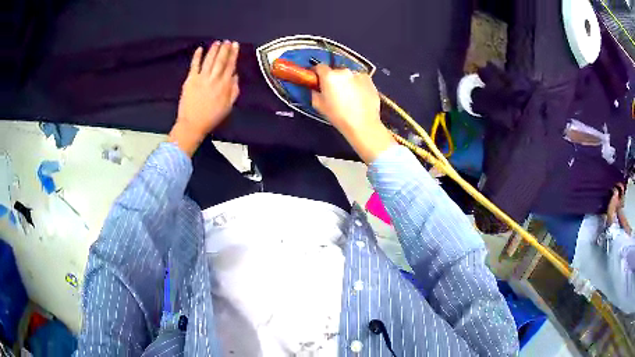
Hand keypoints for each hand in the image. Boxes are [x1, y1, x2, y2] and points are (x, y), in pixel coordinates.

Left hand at [169, 41, 239, 155]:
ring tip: (217, 43)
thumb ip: (234, 90)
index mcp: (224, 85)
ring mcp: (201, 78)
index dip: (233, 54)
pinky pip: (194, 65)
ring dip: (213, 50)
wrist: (193, 124)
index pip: (230, 65)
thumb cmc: (212, 117)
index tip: (235, 45)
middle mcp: (214, 79)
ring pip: (209, 60)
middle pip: (220, 60)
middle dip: (225, 49)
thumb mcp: (228, 106)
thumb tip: (235, 76)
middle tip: (227, 41)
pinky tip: (199, 49)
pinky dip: (197, 56)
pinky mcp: (190, 80)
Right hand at [311, 65, 394, 162]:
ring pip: (348, 75)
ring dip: (346, 81)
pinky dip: (357, 84)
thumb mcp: (319, 106)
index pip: (319, 67)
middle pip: (335, 71)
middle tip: (334, 91)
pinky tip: (359, 96)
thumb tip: (316, 88)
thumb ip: (315, 93)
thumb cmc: (338, 116)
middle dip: (333, 79)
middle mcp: (344, 71)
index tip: (317, 81)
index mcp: (329, 76)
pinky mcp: (370, 80)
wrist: (363, 124)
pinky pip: (359, 79)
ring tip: (349, 95)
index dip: (317, 73)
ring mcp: (358, 74)